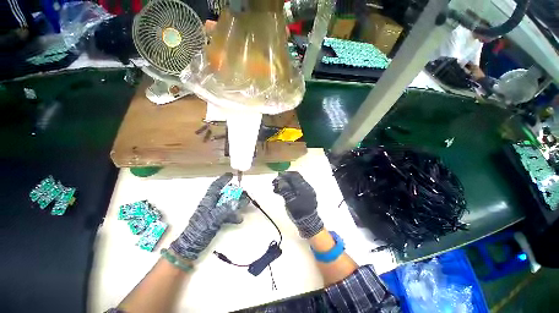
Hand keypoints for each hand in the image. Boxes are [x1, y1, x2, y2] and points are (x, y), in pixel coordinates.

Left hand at [170, 173, 246, 259]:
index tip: (231, 175)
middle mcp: (212, 204)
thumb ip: (226, 209)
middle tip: (245, 193)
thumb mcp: (213, 218)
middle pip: (225, 194)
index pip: (216, 186)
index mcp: (209, 200)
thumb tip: (237, 201)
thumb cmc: (200, 229)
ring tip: (246, 204)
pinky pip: (228, 214)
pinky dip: (234, 215)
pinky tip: (240, 219)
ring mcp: (214, 212)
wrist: (191, 246)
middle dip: (235, 193)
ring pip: (228, 203)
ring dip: (237, 203)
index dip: (223, 179)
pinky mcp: (216, 220)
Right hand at [272, 171, 322, 237]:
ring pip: (295, 181)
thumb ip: (285, 190)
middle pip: (295, 177)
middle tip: (276, 181)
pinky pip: (297, 186)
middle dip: (285, 177)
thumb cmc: (298, 213)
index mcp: (304, 187)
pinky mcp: (306, 193)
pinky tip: (283, 190)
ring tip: (277, 187)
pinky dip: (290, 186)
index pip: (294, 176)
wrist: (308, 223)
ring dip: (286, 182)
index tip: (276, 177)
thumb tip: (280, 181)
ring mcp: (307, 190)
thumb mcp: (290, 202)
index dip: (285, 175)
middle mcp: (307, 186)